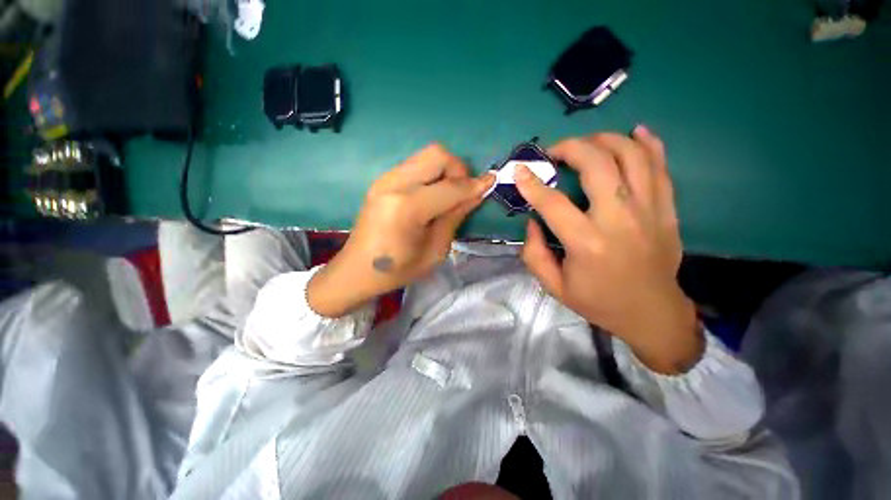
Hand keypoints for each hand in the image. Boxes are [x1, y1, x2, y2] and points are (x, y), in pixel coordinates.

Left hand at [308, 144, 493, 317]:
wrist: (357, 270)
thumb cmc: (398, 269)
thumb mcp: (434, 251)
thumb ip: (455, 217)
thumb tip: (477, 193)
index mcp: (407, 208)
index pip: (450, 187)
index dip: (474, 185)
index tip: (491, 182)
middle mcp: (394, 185)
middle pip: (437, 154)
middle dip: (458, 169)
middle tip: (462, 192)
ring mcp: (385, 179)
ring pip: (426, 155)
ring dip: (445, 170)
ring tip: (448, 194)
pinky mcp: (382, 180)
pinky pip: (415, 164)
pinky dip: (431, 173)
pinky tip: (431, 195)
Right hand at [515, 126, 700, 373]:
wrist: (652, 313)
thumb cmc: (598, 301)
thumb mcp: (554, 286)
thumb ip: (534, 254)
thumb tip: (531, 222)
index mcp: (587, 244)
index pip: (553, 204)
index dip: (532, 183)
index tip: (519, 169)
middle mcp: (619, 220)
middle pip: (598, 165)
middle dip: (571, 148)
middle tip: (555, 151)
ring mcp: (649, 211)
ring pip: (632, 156)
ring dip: (605, 140)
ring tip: (587, 142)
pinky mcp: (667, 209)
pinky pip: (661, 166)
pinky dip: (649, 144)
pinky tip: (635, 132)